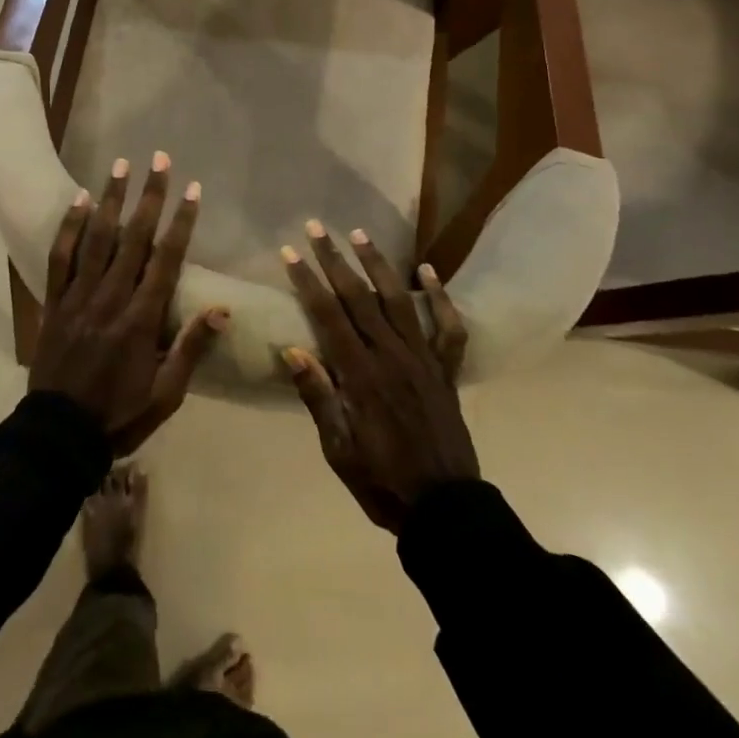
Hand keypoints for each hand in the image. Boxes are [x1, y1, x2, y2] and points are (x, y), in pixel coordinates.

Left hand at [30, 153, 228, 453]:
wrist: (58, 435)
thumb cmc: (119, 415)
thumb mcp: (166, 394)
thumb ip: (191, 349)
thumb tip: (222, 310)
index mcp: (141, 319)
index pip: (167, 259)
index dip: (181, 222)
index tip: (193, 189)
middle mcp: (110, 298)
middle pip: (133, 237)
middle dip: (149, 196)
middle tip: (159, 159)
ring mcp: (78, 296)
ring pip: (96, 238)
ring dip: (110, 199)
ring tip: (121, 165)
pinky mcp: (54, 301)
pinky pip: (60, 257)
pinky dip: (69, 227)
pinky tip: (78, 200)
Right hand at [280, 222, 477, 532]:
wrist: (446, 509)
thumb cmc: (382, 481)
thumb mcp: (338, 450)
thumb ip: (318, 398)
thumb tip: (292, 350)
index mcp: (361, 376)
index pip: (328, 316)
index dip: (307, 281)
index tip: (289, 253)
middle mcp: (392, 357)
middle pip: (359, 297)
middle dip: (335, 260)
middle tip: (316, 228)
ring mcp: (423, 360)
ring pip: (399, 300)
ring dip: (378, 265)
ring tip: (360, 234)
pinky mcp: (446, 371)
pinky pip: (449, 328)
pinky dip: (441, 297)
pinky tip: (428, 270)